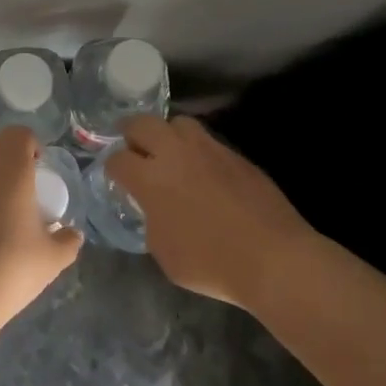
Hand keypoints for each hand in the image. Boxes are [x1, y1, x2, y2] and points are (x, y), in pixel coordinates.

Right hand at [107, 116, 313, 309]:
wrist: (273, 257)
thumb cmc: (211, 263)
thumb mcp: (164, 252)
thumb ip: (151, 220)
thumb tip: (153, 208)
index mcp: (150, 178)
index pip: (117, 159)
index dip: (112, 168)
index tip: (116, 177)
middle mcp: (175, 153)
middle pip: (142, 124)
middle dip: (131, 133)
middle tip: (133, 148)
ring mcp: (208, 148)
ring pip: (177, 122)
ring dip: (167, 134)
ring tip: (169, 152)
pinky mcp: (234, 154)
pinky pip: (207, 140)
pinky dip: (196, 149)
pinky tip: (202, 170)